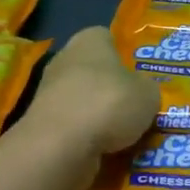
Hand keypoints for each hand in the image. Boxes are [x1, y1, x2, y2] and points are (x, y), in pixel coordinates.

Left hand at [22, 26, 158, 174]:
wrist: (60, 145)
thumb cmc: (108, 103)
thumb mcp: (148, 94)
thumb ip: (146, 88)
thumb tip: (141, 92)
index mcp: (89, 40)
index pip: (108, 39)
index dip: (125, 56)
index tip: (139, 76)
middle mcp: (65, 59)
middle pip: (94, 71)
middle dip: (111, 89)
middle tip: (135, 108)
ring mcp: (49, 92)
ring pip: (82, 101)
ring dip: (99, 117)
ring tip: (124, 137)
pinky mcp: (41, 123)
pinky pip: (72, 127)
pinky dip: (86, 137)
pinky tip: (103, 151)